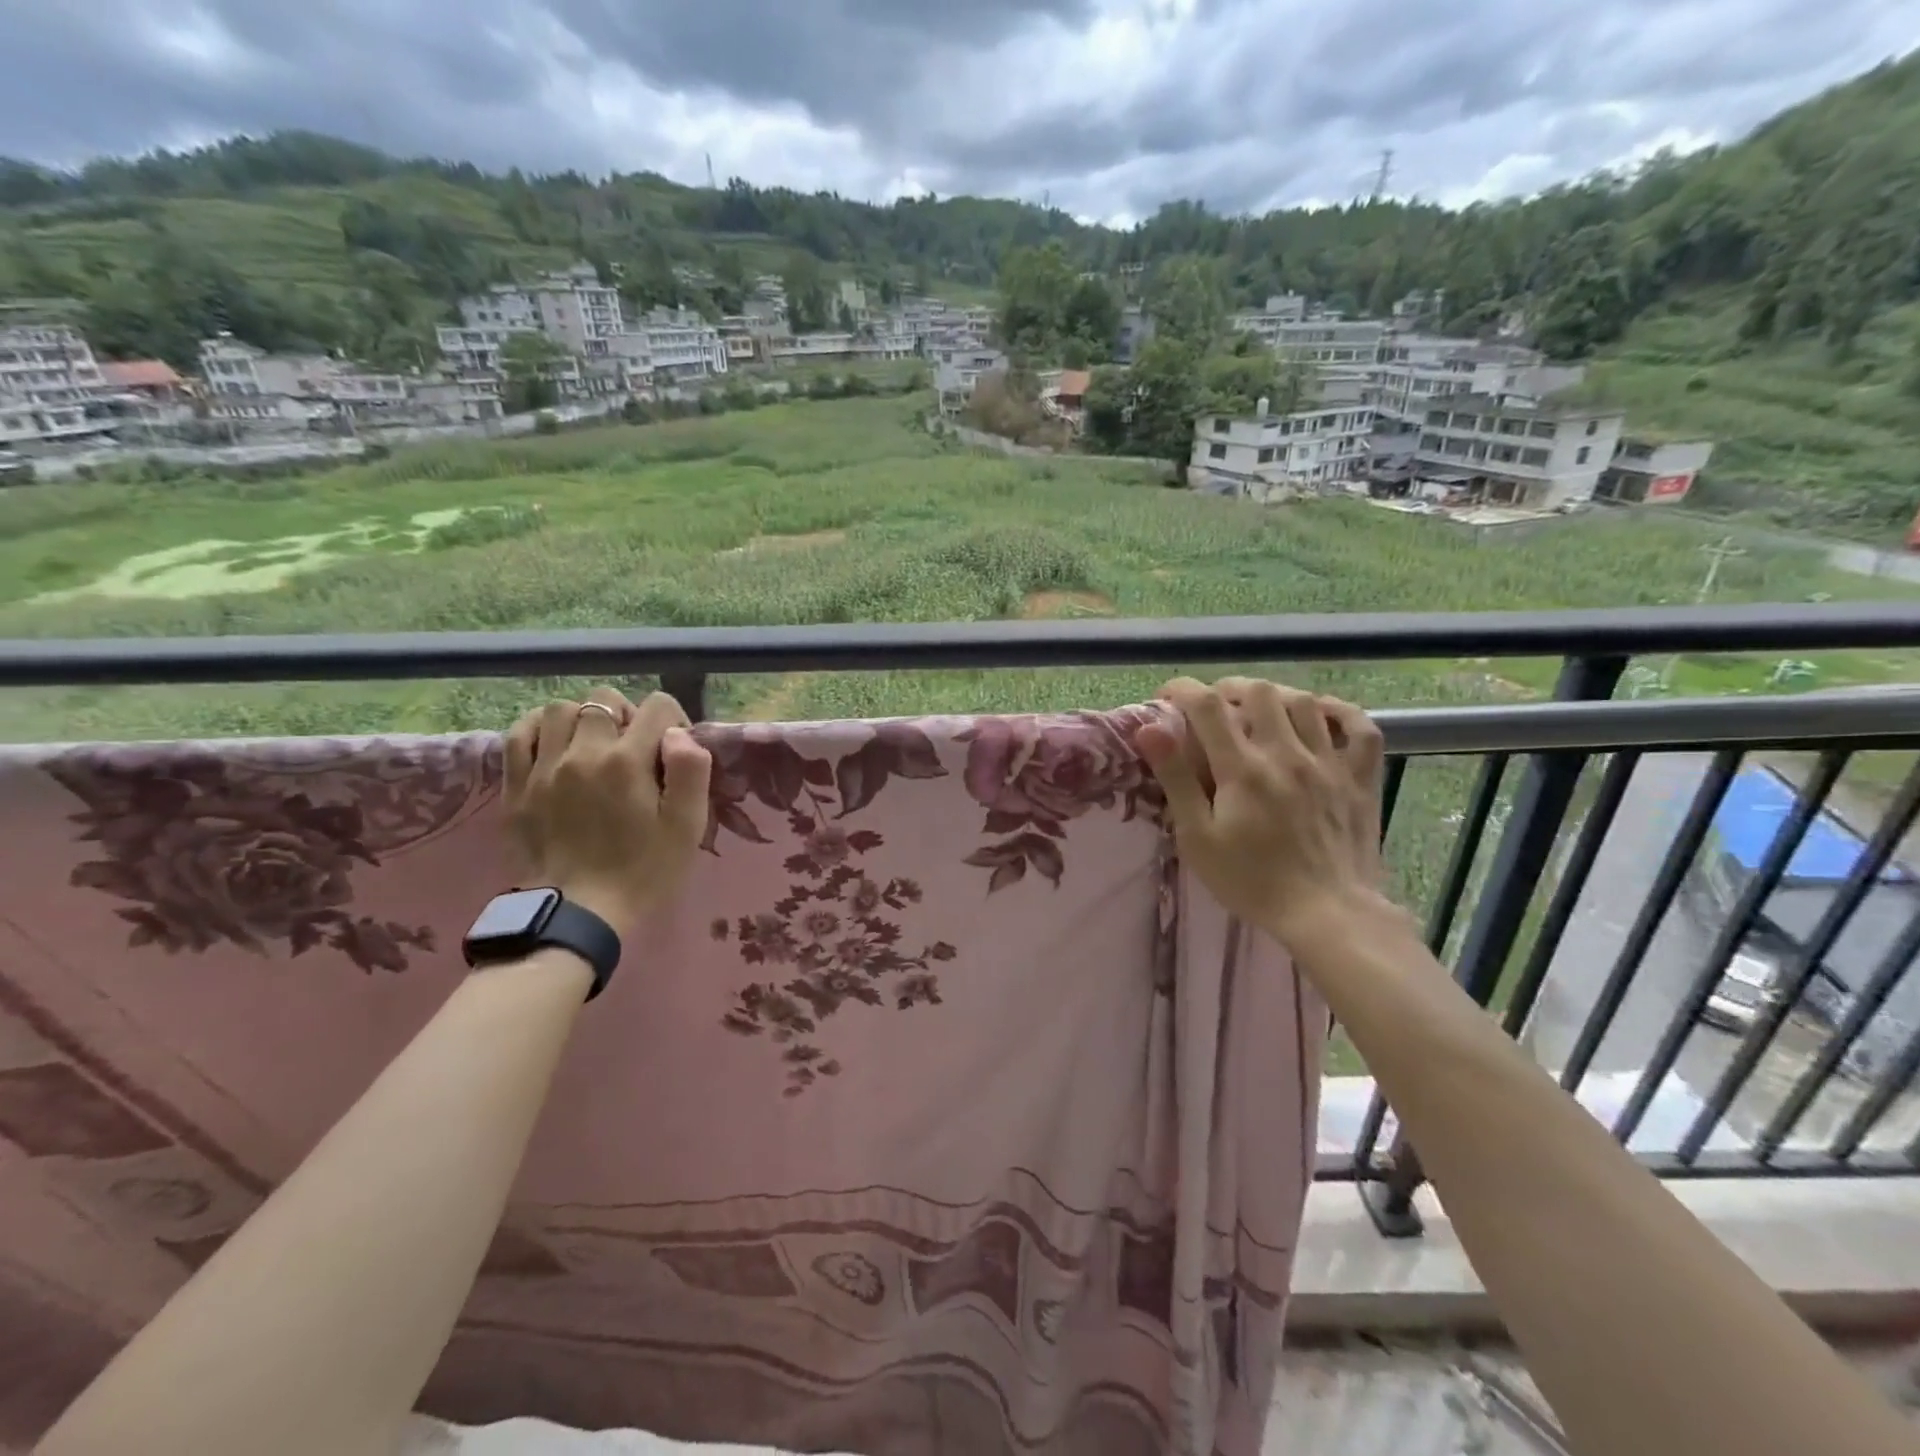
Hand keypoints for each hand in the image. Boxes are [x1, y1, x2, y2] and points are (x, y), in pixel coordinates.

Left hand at [504, 686, 711, 934]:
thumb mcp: (687, 826)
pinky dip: (539, 729)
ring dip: (583, 719)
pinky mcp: (515, 785)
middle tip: (633, 749)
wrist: (578, 914)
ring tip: (594, 746)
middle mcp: (583, 753)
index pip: (657, 706)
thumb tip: (677, 734)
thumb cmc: (643, 871)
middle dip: (627, 715)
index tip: (673, 752)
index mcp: (628, 761)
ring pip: (559, 710)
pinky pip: (519, 733)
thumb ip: (691, 770)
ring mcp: (543, 767)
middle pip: (604, 700)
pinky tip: (555, 746)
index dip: (673, 721)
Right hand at [1135, 677, 1396, 944]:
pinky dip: (1339, 711)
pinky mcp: (1360, 778)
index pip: (1206, 706)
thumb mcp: (1198, 838)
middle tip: (1213, 708)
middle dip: (1228, 689)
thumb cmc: (1251, 881)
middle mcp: (1287, 753)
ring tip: (1258, 710)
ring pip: (1304, 701)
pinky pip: (1360, 727)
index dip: (1182, 690)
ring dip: (1274, 696)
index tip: (1167, 698)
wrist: (1327, 915)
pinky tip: (1320, 715)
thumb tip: (1151, 729)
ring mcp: (1329, 762)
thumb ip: (1176, 779)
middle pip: (1258, 692)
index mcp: (1243, 768)